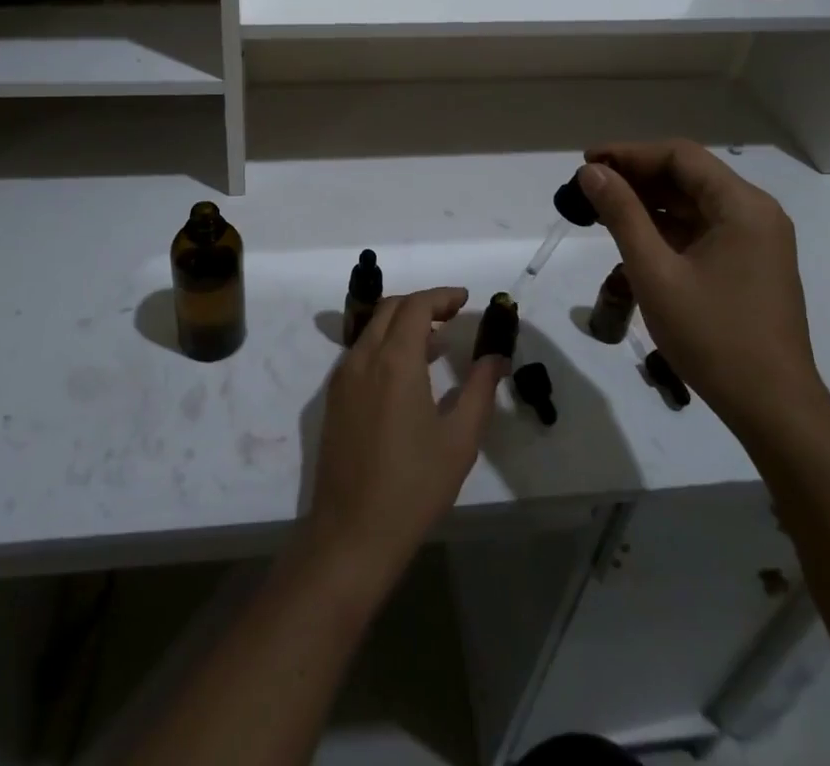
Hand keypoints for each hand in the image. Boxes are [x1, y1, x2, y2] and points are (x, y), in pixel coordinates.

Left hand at [302, 287, 504, 591]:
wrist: (352, 533)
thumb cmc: (413, 487)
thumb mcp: (459, 439)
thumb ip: (479, 389)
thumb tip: (496, 357)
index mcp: (394, 361)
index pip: (416, 306)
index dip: (442, 296)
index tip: (466, 299)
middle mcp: (363, 358)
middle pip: (391, 309)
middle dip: (422, 303)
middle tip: (453, 315)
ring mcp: (343, 377)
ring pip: (373, 328)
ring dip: (403, 323)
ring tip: (436, 341)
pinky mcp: (334, 398)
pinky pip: (361, 352)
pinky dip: (386, 344)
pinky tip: (407, 371)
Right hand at [579, 143, 827, 443]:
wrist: (772, 408)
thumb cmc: (712, 336)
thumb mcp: (655, 272)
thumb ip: (622, 214)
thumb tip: (591, 172)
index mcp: (742, 206)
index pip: (680, 156)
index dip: (629, 153)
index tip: (587, 162)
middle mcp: (755, 214)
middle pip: (687, 176)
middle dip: (635, 178)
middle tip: (588, 188)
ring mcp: (756, 241)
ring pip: (693, 203)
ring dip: (648, 203)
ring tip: (601, 210)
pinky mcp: (749, 264)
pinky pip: (702, 230)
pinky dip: (666, 228)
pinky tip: (632, 238)